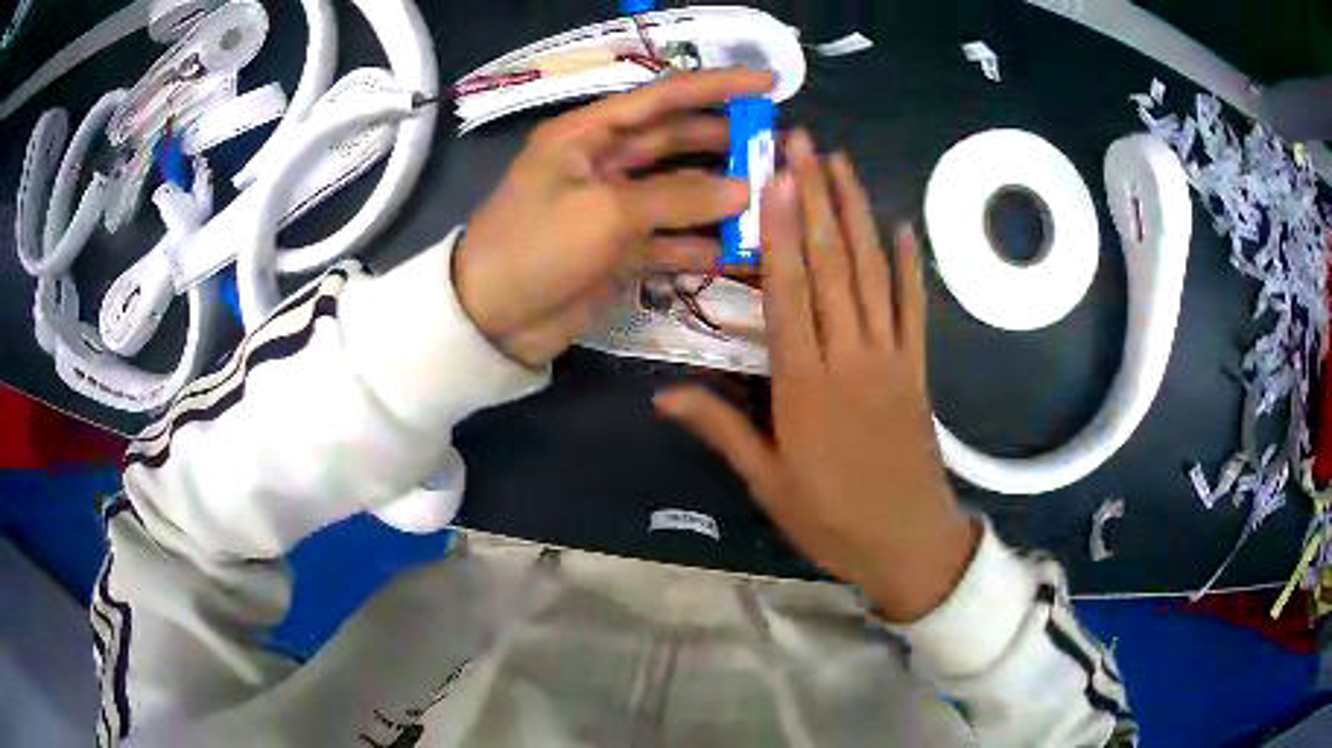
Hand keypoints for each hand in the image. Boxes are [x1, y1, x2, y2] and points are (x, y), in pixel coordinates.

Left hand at [453, 69, 773, 367]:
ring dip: (720, 197)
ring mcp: (613, 207)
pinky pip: (670, 239)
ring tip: (770, 200)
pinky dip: (701, 245)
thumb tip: (744, 189)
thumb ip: (678, 199)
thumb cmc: (537, 247)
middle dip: (725, 142)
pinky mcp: (620, 248)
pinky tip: (740, 250)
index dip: (716, 87)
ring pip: (678, 192)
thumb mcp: (605, 213)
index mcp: (588, 134)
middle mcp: (603, 162)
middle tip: (775, 148)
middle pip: (675, 141)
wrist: (492, 319)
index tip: (768, 84)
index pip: (662, 98)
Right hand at [656, 131, 978, 621]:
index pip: (788, 290)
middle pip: (831, 264)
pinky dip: (910, 265)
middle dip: (816, 198)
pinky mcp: (918, 369)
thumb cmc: (830, 518)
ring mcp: (890, 358)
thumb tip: (661, 395)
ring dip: (856, 214)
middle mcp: (848, 355)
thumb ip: (720, 429)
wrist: (907, 543)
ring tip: (842, 164)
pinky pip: (914, 308)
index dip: (780, 229)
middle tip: (805, 143)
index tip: (774, 177)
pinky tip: (903, 226)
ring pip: (872, 272)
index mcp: (804, 383)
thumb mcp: (766, 482)